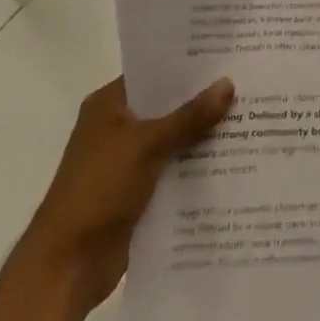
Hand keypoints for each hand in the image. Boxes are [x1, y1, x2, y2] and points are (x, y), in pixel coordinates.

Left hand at [17, 73, 233, 311]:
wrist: (67, 265)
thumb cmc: (98, 191)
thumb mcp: (146, 145)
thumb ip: (189, 116)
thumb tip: (228, 83)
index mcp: (109, 106)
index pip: (154, 73)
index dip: (188, 65)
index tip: (228, 55)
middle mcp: (118, 127)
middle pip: (168, 105)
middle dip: (204, 100)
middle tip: (249, 83)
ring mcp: (128, 161)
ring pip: (175, 138)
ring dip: (205, 134)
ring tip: (252, 117)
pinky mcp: (140, 191)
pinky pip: (175, 168)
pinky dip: (198, 165)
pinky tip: (235, 158)